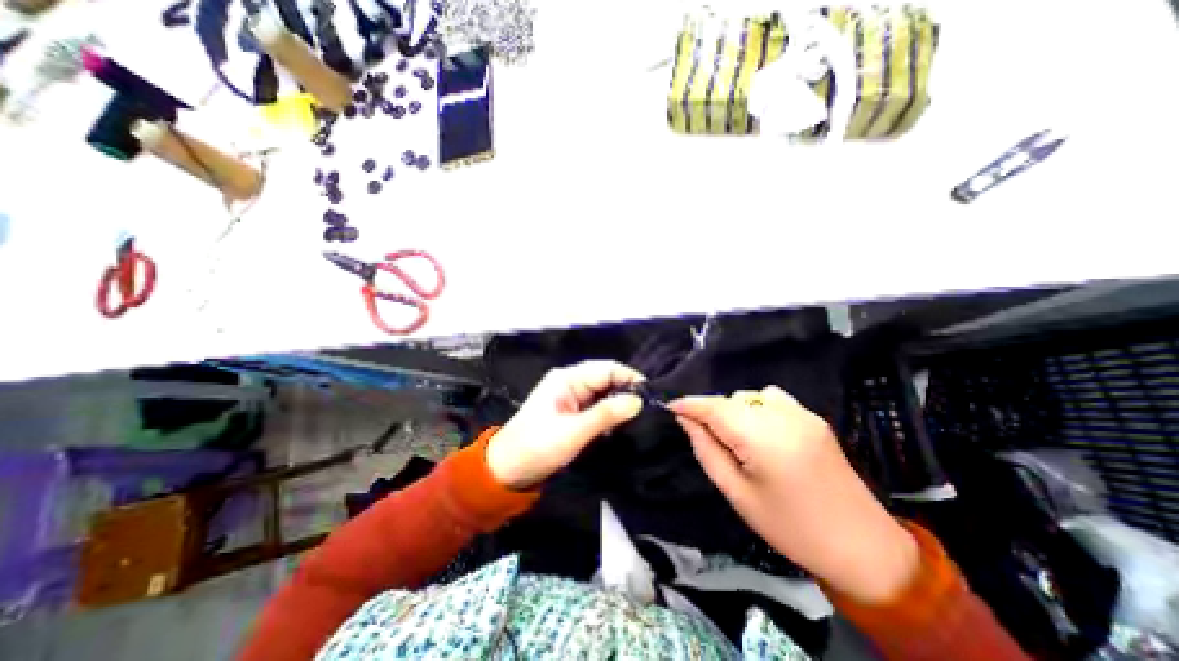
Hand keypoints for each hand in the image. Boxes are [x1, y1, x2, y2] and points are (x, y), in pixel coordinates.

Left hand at [486, 362, 643, 491]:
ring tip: (640, 417)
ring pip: (603, 393)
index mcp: (567, 378)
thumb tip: (638, 401)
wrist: (507, 470)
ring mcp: (571, 397)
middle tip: (649, 410)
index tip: (651, 396)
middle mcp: (570, 382)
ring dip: (619, 403)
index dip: (629, 378)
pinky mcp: (571, 411)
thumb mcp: (574, 431)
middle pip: (606, 379)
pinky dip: (609, 413)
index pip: (606, 369)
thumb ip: (606, 414)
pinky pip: (596, 406)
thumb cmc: (537, 447)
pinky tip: (621, 424)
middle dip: (626, 391)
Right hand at [666, 386, 915, 604]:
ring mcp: (802, 413)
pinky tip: (761, 430)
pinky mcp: (813, 417)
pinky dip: (756, 407)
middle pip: (731, 399)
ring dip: (734, 409)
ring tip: (735, 437)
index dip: (689, 404)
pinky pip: (771, 398)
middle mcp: (783, 416)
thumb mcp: (737, 493)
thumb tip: (685, 420)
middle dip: (712, 412)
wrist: (862, 546)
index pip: (714, 407)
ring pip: (750, 395)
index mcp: (763, 438)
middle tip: (705, 436)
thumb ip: (706, 450)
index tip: (669, 407)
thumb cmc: (789, 527)